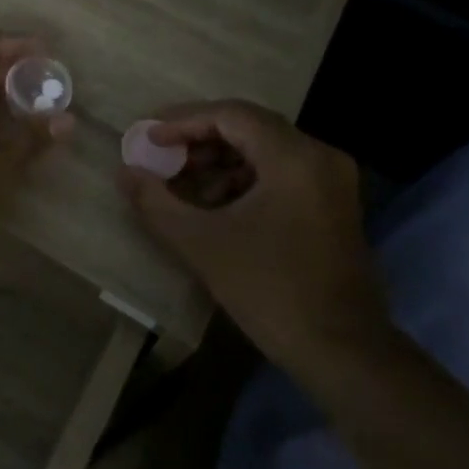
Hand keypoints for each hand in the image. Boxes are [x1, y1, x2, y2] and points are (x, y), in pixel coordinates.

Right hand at [117, 101, 387, 375]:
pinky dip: (244, 179)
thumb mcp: (202, 244)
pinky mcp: (332, 203)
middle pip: (249, 127)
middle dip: (199, 140)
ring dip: (219, 161)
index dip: (183, 121)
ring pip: (264, 149)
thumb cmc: (270, 291)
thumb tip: (124, 171)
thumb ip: (156, 201)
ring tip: (182, 186)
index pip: (231, 115)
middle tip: (162, 157)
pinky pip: (280, 171)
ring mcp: (331, 180)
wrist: (344, 353)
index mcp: (294, 158)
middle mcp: (319, 156)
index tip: (149, 138)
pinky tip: (216, 206)